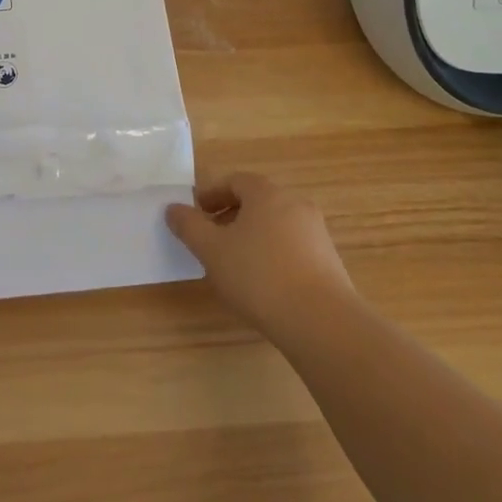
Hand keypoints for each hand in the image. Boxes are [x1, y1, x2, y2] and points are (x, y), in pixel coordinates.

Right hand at [166, 172, 354, 339]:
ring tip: (235, 264)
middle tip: (211, 239)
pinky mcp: (329, 261)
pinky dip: (273, 255)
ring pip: (275, 224)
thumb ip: (189, 226)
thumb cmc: (259, 276)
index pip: (235, 181)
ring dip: (252, 236)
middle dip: (231, 215)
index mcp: (266, 193)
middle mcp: (294, 203)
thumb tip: (172, 208)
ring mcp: (316, 232)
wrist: (321, 321)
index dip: (212, 194)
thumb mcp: (212, 250)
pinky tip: (263, 283)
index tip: (196, 214)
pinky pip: (293, 247)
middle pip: (257, 201)